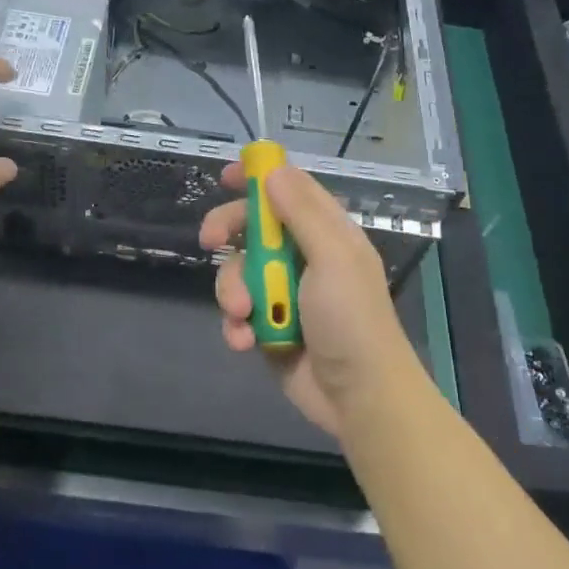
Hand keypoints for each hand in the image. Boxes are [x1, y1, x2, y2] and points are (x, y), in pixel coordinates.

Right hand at [200, 162, 417, 438]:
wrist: (359, 398)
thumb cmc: (351, 319)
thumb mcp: (332, 257)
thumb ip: (301, 212)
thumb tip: (273, 170)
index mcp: (325, 232)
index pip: (288, 189)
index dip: (258, 178)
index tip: (226, 177)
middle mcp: (303, 255)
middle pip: (253, 226)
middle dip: (228, 231)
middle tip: (209, 240)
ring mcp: (284, 291)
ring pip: (238, 271)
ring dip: (234, 291)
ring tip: (245, 314)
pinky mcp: (269, 326)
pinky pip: (238, 312)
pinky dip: (236, 325)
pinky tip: (244, 341)